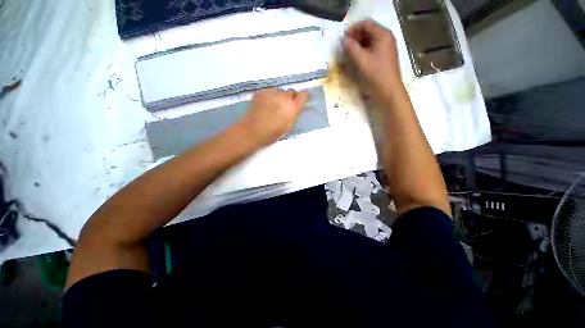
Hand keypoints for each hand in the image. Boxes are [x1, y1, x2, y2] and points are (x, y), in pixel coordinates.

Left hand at [238, 88, 309, 146]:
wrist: (253, 131)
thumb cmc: (273, 133)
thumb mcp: (289, 126)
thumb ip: (294, 114)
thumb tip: (295, 108)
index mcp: (292, 108)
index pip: (304, 94)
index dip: (304, 97)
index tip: (302, 101)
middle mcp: (284, 97)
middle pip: (292, 92)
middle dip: (290, 98)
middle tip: (284, 107)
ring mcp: (272, 92)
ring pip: (280, 91)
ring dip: (279, 97)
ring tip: (272, 106)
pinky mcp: (261, 91)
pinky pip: (270, 91)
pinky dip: (270, 97)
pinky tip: (264, 105)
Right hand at [343, 20, 404, 102]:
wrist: (388, 90)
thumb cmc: (376, 74)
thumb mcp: (361, 60)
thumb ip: (351, 48)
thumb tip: (343, 40)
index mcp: (383, 34)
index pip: (366, 24)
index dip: (353, 28)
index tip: (343, 38)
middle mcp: (386, 37)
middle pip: (369, 31)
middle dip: (356, 36)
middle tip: (345, 46)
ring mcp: (386, 47)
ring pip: (370, 40)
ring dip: (359, 44)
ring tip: (349, 53)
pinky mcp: (384, 56)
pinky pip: (372, 48)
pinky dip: (364, 50)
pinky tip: (357, 58)